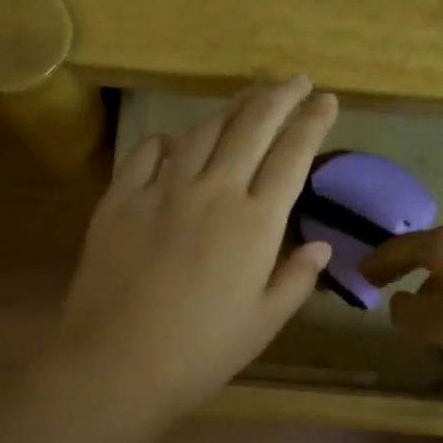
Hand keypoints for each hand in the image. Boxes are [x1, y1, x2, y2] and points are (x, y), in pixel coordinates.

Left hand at [49, 78, 338, 425]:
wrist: (116, 363)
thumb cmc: (200, 352)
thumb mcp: (263, 322)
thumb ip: (296, 278)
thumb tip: (319, 245)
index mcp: (255, 222)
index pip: (292, 154)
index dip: (313, 122)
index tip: (327, 100)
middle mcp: (213, 191)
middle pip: (251, 126)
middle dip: (279, 96)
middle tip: (295, 79)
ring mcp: (162, 190)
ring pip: (202, 132)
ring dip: (231, 109)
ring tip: (248, 98)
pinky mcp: (120, 198)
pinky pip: (148, 152)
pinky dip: (168, 141)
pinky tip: (176, 144)